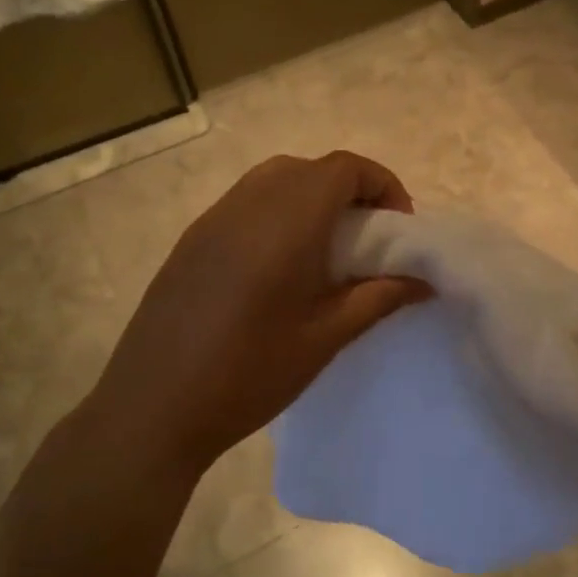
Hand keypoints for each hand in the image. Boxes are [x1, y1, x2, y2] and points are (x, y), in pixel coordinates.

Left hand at [83, 151, 428, 479]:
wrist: (153, 408)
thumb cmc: (249, 374)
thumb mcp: (326, 338)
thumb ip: (379, 298)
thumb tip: (424, 280)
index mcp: (286, 222)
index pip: (343, 168)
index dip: (382, 184)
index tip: (398, 227)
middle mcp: (247, 205)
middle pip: (310, 168)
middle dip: (349, 191)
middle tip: (368, 239)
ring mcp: (212, 220)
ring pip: (274, 181)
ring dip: (311, 199)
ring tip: (327, 252)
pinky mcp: (191, 241)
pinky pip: (245, 204)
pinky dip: (277, 213)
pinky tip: (280, 267)